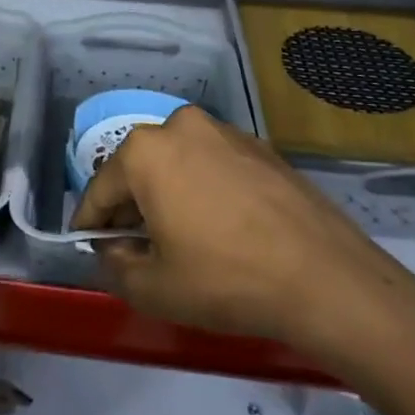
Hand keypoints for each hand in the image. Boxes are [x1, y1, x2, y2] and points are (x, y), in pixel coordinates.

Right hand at [72, 107, 414, 366]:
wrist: (324, 276)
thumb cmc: (226, 279)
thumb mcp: (154, 289)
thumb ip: (115, 266)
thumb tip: (113, 249)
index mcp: (146, 151)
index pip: (100, 189)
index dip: (90, 224)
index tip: (91, 248)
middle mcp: (181, 125)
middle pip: (140, 170)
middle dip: (133, 208)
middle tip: (139, 250)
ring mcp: (225, 131)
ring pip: (178, 164)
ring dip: (170, 196)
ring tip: (185, 241)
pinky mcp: (260, 146)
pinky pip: (214, 166)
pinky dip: (206, 190)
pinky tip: (224, 229)